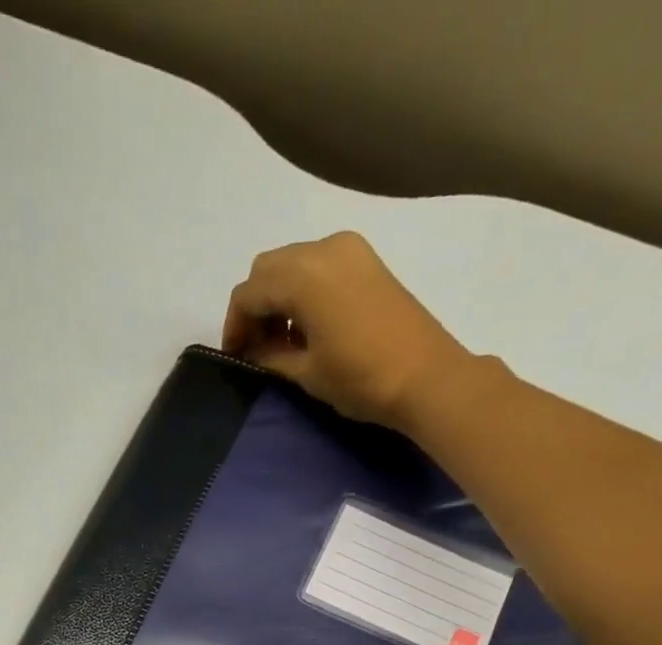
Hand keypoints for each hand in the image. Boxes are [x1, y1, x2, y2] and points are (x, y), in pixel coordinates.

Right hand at [221, 231, 472, 431]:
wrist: (427, 377)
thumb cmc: (361, 379)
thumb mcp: (306, 373)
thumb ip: (271, 356)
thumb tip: (254, 351)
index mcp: (301, 276)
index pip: (249, 293)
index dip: (234, 326)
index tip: (235, 355)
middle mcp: (322, 249)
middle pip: (269, 269)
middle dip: (256, 306)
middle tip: (256, 346)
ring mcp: (349, 249)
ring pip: (294, 263)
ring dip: (279, 296)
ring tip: (283, 340)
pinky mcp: (367, 261)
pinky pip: (320, 265)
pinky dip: (304, 289)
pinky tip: (309, 326)